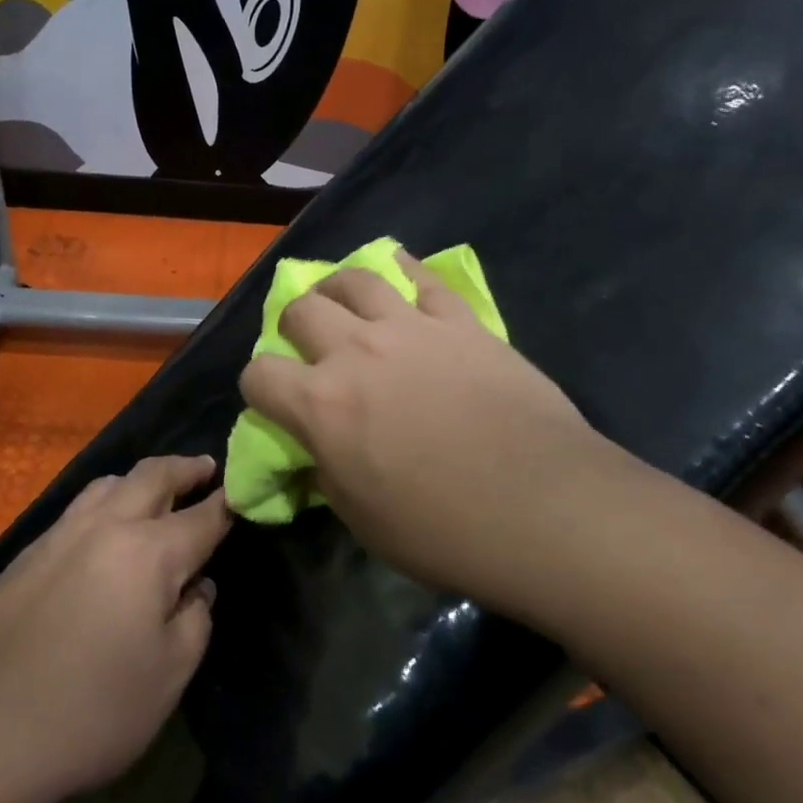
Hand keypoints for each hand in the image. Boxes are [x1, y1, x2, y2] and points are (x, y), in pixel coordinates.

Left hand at [0, 456, 227, 802]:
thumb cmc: (91, 710)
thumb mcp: (168, 677)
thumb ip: (194, 620)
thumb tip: (196, 587)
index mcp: (150, 552)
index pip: (202, 516)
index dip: (227, 503)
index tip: (242, 492)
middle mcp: (107, 526)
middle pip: (153, 476)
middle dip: (185, 468)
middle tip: (205, 468)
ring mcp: (61, 534)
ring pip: (109, 483)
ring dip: (140, 479)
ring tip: (155, 491)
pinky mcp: (28, 552)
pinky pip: (78, 508)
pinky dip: (105, 501)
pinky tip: (104, 529)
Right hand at [239, 252, 608, 610]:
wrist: (544, 507)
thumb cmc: (444, 530)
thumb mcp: (363, 521)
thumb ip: (326, 474)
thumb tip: (317, 452)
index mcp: (321, 405)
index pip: (259, 376)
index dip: (259, 388)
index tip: (274, 403)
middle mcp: (356, 352)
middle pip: (301, 310)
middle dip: (293, 328)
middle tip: (312, 348)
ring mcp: (411, 328)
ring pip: (355, 280)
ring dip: (338, 288)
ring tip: (346, 303)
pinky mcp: (460, 322)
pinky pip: (423, 279)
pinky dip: (404, 271)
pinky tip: (399, 273)